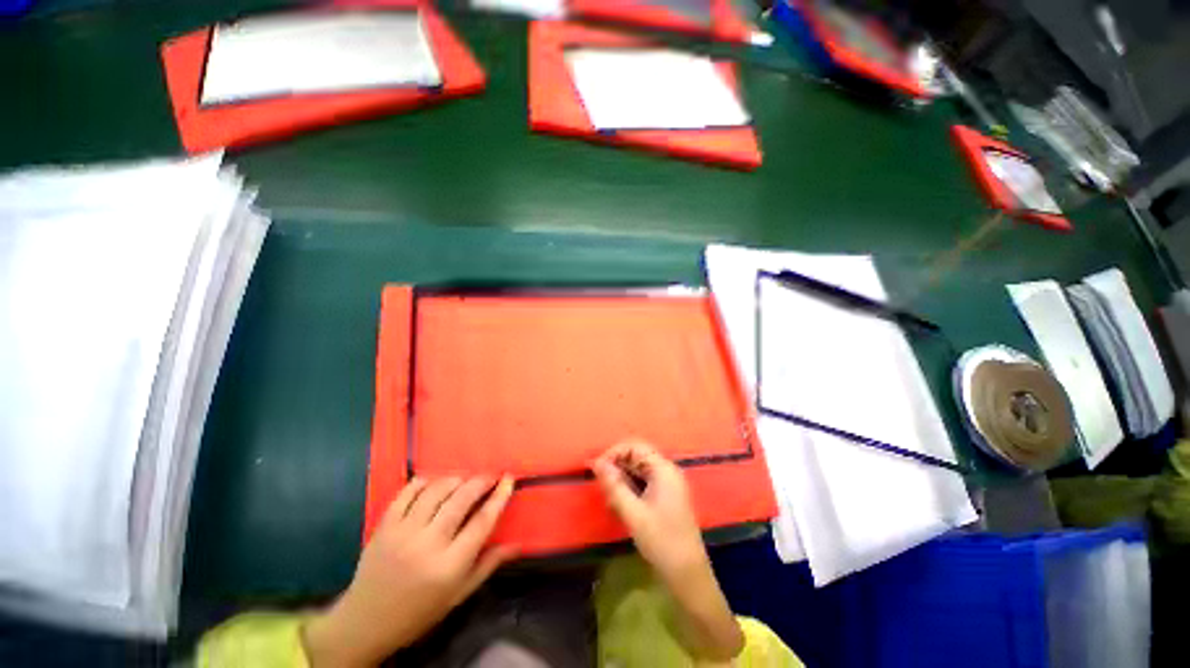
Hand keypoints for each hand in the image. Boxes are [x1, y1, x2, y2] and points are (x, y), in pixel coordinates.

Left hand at [303, 477, 515, 667]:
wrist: (366, 623)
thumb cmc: (419, 612)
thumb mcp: (458, 595)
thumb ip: (488, 565)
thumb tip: (518, 543)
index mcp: (449, 566)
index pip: (482, 522)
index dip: (499, 496)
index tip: (509, 479)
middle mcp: (427, 544)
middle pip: (461, 500)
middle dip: (480, 481)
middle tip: (490, 476)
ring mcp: (402, 532)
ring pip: (436, 491)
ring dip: (455, 479)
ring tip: (464, 481)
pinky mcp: (384, 525)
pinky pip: (407, 492)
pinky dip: (424, 482)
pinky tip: (434, 483)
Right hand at [592, 441, 743, 661]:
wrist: (687, 575)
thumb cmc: (662, 541)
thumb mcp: (633, 513)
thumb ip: (614, 485)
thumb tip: (596, 463)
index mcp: (664, 469)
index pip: (635, 447)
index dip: (614, 453)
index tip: (596, 469)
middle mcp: (667, 471)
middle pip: (637, 456)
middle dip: (616, 466)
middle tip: (600, 484)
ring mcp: (667, 484)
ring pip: (638, 470)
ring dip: (621, 478)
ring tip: (608, 496)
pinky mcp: (665, 497)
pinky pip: (643, 482)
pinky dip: (629, 488)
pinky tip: (619, 503)